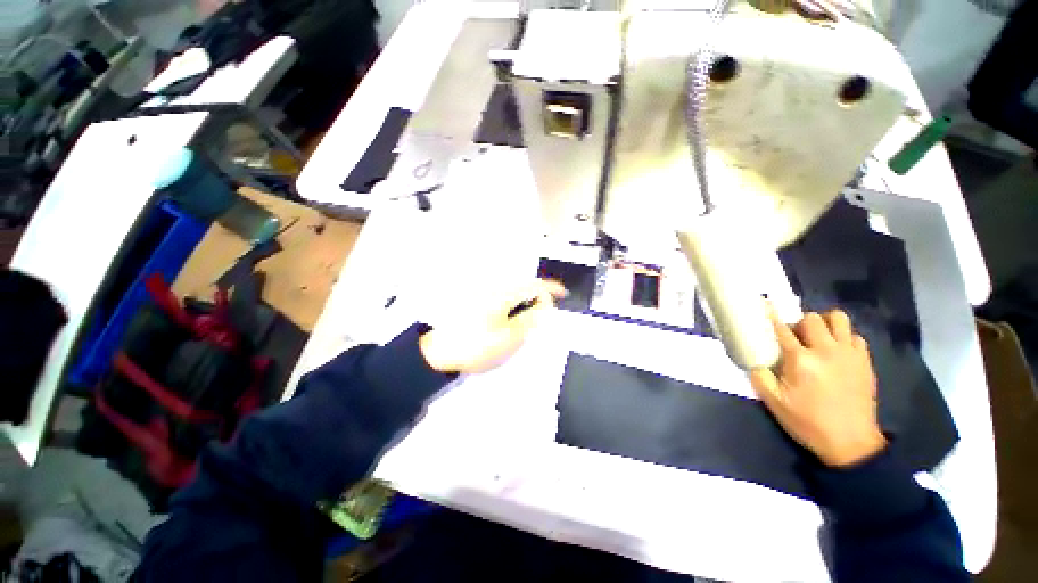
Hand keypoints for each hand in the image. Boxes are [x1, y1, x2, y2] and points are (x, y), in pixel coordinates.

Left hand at [419, 279, 566, 374]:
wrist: (439, 353)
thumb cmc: (477, 346)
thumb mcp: (511, 337)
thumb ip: (531, 319)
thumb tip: (545, 305)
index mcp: (503, 294)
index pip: (534, 285)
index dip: (551, 289)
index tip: (563, 294)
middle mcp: (494, 288)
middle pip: (523, 287)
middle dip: (537, 299)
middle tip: (542, 318)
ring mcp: (483, 294)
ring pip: (512, 293)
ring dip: (524, 303)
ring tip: (525, 323)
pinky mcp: (476, 301)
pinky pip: (501, 298)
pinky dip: (511, 306)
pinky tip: (508, 322)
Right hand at [749, 310, 886, 467]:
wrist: (851, 443)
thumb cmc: (808, 422)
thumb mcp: (774, 403)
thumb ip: (760, 377)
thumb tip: (754, 361)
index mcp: (801, 360)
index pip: (782, 329)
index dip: (770, 314)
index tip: (764, 302)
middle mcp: (826, 351)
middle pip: (811, 318)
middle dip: (799, 324)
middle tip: (795, 338)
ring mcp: (849, 354)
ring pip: (838, 319)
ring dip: (825, 323)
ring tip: (818, 338)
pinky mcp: (865, 361)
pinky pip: (854, 335)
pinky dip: (843, 337)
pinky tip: (837, 351)